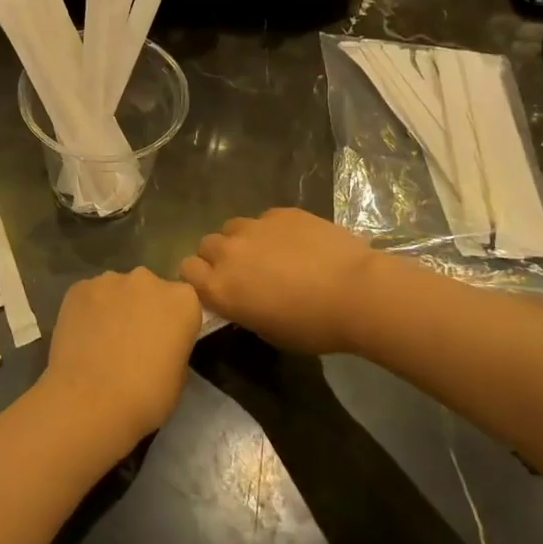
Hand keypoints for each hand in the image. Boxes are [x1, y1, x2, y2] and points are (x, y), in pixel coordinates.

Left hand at [38, 269, 201, 452]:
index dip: (173, 323)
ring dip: (115, 308)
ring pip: (117, 290)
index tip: (164, 343)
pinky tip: (81, 337)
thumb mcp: (179, 376)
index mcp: (182, 300)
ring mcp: (110, 280)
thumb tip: (159, 343)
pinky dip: (88, 311)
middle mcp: (148, 280)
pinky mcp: (79, 287)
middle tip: (132, 341)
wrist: (89, 401)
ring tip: (102, 341)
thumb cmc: (145, 396)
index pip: (183, 303)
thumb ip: (174, 346)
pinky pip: (89, 296)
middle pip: (150, 290)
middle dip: (143, 308)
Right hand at [179, 208, 377, 356]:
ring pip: (232, 228)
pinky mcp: (280, 212)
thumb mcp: (268, 331)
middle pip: (205, 245)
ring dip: (241, 240)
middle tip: (243, 272)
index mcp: (220, 287)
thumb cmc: (312, 326)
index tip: (214, 287)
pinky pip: (264, 219)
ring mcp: (254, 227)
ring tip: (267, 254)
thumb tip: (241, 299)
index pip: (186, 270)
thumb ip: (242, 309)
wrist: (356, 292)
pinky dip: (271, 231)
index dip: (197, 278)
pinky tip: (295, 244)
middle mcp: (228, 252)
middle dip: (217, 257)